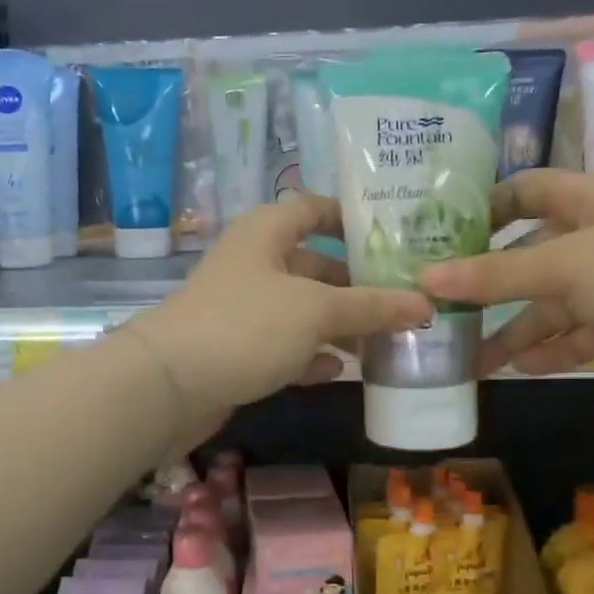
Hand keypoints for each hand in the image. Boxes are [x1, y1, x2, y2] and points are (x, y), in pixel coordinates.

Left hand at [129, 193, 432, 431]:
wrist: (168, 386)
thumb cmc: (246, 326)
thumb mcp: (316, 311)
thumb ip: (371, 307)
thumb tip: (425, 304)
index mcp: (266, 233)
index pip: (313, 208)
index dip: (350, 218)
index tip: (392, 238)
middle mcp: (253, 263)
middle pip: (314, 265)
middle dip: (356, 285)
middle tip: (403, 302)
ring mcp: (242, 308)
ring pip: (301, 309)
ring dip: (338, 325)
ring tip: (384, 342)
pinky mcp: (235, 348)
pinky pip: (283, 345)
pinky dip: (308, 355)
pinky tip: (336, 370)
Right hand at [419, 169, 593, 391]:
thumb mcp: (564, 267)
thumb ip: (495, 275)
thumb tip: (426, 279)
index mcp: (585, 202)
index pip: (526, 190)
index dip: (486, 207)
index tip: (443, 236)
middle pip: (529, 255)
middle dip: (488, 284)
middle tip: (443, 310)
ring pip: (550, 304)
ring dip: (514, 330)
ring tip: (469, 359)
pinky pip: (577, 336)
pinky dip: (551, 352)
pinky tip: (520, 370)